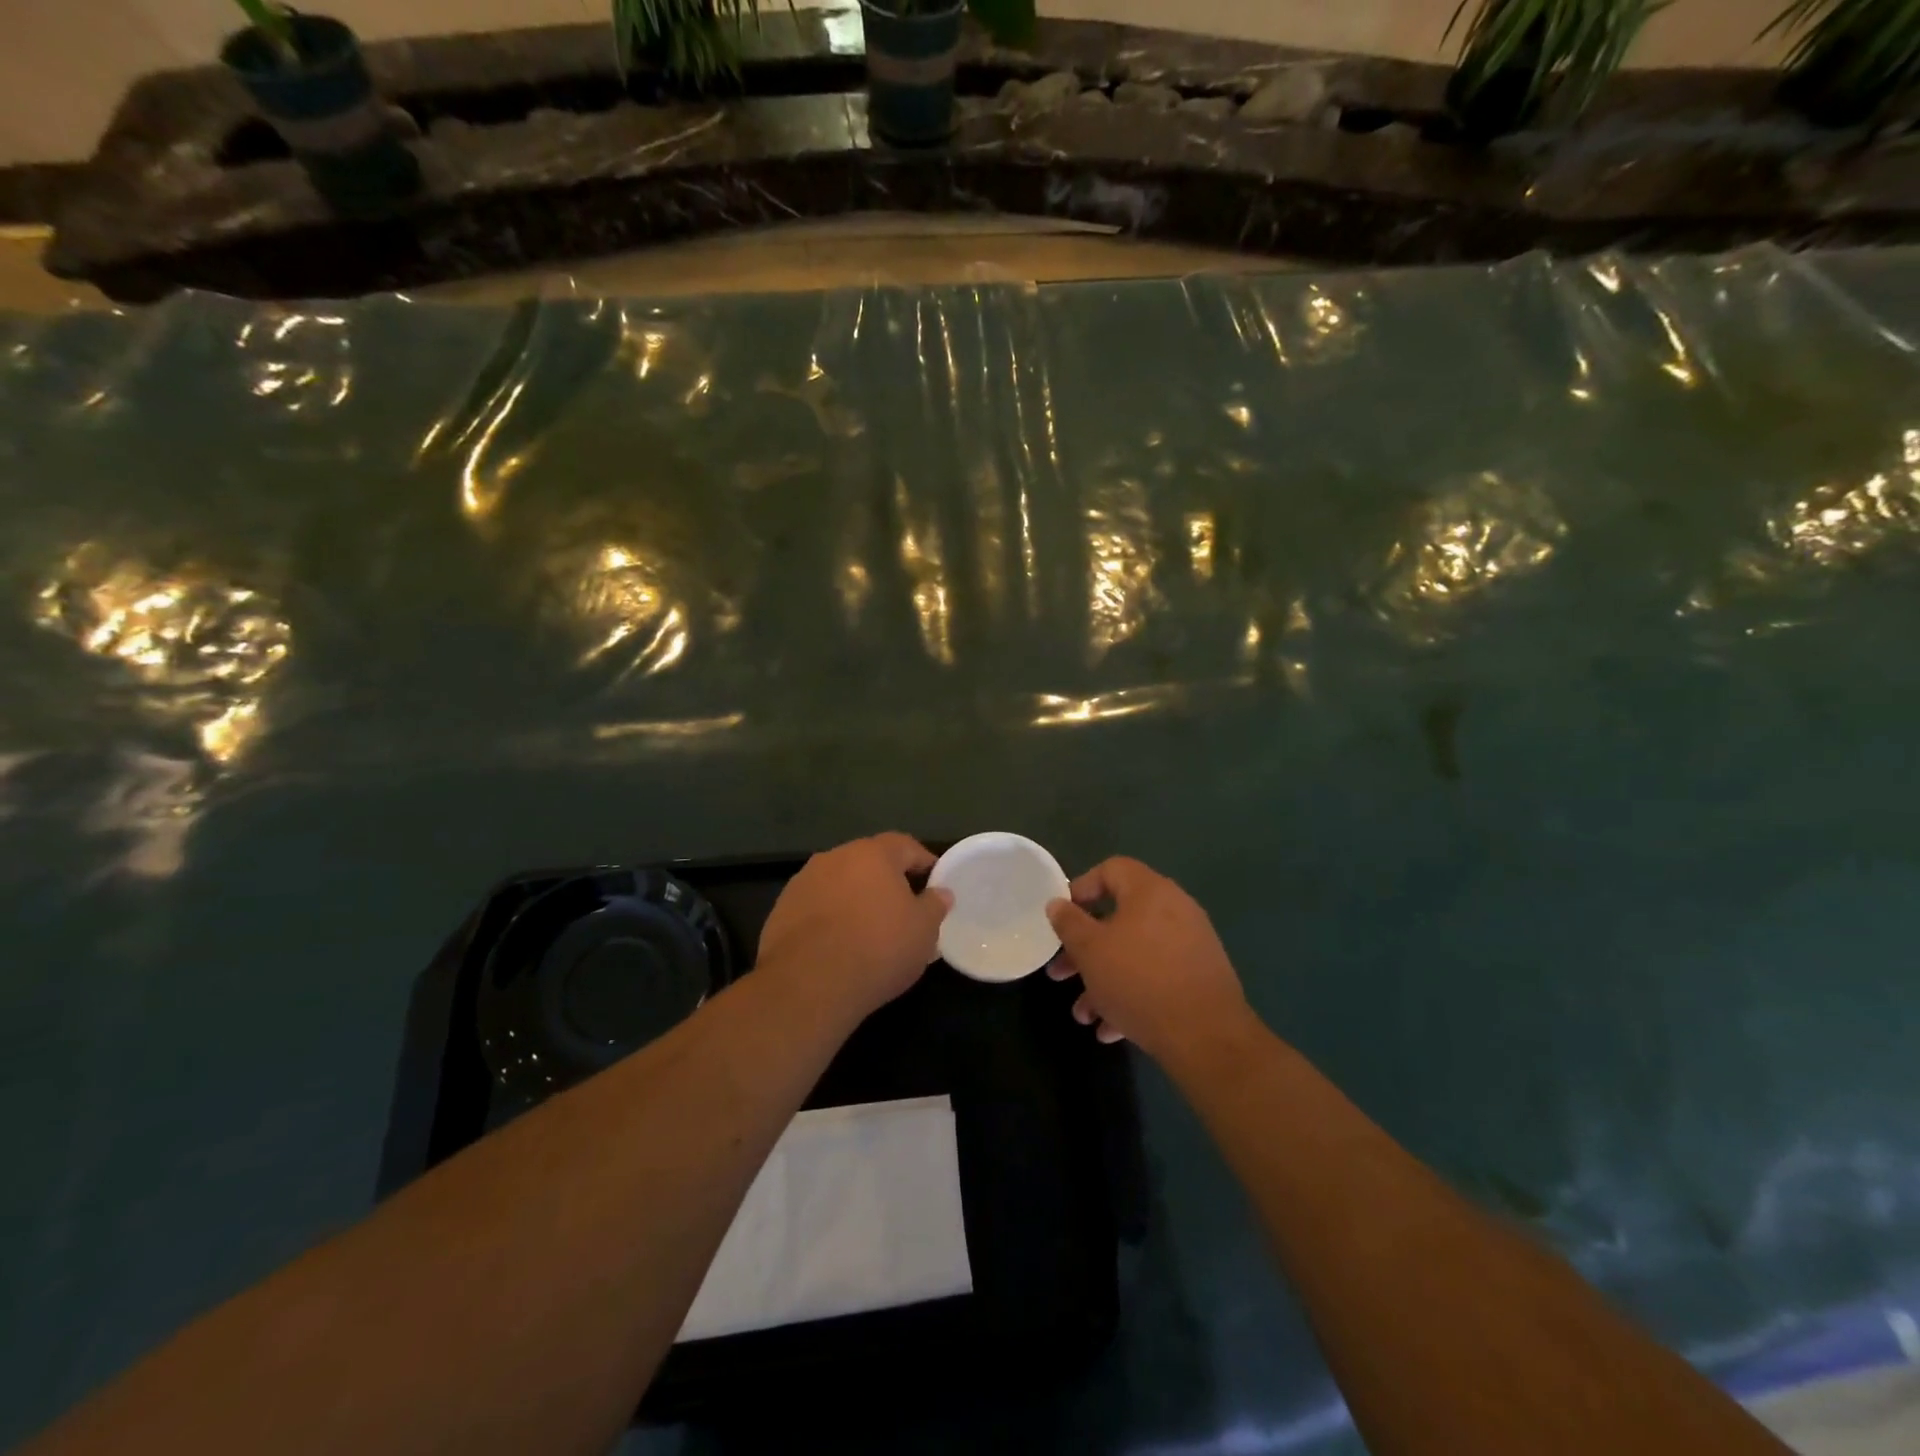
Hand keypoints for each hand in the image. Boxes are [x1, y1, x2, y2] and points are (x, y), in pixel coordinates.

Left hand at [757, 833, 951, 1022]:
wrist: (808, 985)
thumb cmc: (878, 950)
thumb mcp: (923, 931)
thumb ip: (935, 905)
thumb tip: (940, 892)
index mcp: (873, 854)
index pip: (905, 846)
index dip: (924, 862)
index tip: (935, 883)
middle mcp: (835, 857)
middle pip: (869, 862)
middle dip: (887, 881)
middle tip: (903, 909)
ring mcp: (803, 882)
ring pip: (840, 883)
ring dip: (855, 899)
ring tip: (868, 930)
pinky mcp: (781, 909)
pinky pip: (816, 906)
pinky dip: (830, 918)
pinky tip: (837, 946)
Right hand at [1046, 856, 1251, 1064]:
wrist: (1207, 1036)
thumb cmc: (1139, 981)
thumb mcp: (1090, 950)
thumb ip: (1069, 923)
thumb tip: (1057, 904)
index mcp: (1150, 891)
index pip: (1111, 869)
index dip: (1081, 888)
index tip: (1062, 917)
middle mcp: (1174, 910)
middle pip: (1119, 918)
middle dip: (1084, 949)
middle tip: (1060, 973)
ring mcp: (1191, 944)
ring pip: (1135, 954)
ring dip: (1103, 980)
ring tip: (1083, 1015)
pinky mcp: (1200, 977)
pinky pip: (1156, 977)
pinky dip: (1131, 995)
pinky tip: (1111, 1030)